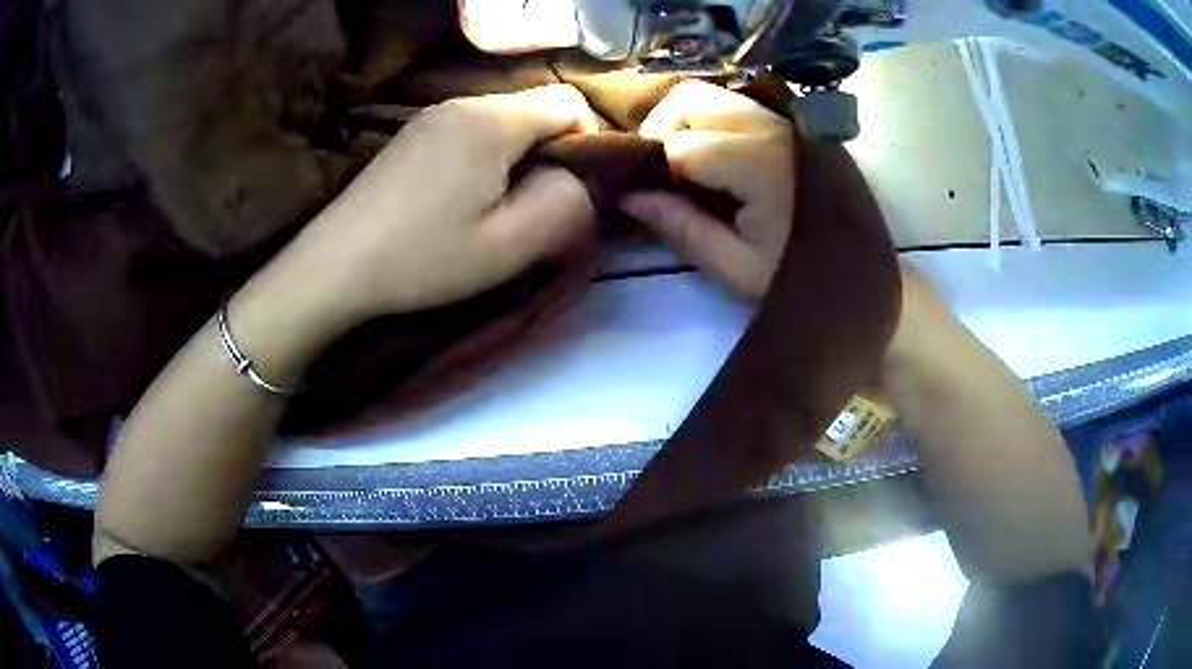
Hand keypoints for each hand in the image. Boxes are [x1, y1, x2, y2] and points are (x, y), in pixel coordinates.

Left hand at [272, 84, 600, 325]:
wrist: (335, 266)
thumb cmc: (423, 259)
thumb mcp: (508, 246)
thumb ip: (565, 205)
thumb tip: (580, 179)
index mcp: (492, 121)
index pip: (569, 103)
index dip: (587, 143)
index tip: (568, 190)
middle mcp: (462, 102)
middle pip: (534, 109)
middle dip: (548, 153)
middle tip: (529, 208)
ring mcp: (431, 115)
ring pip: (502, 121)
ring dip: (514, 158)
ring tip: (492, 207)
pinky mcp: (412, 134)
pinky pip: (470, 131)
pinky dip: (483, 158)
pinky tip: (457, 198)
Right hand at [620, 80, 794, 298]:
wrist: (859, 274)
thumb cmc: (798, 277)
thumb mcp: (734, 265)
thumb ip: (680, 226)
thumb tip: (627, 197)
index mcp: (756, 162)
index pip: (679, 146)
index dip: (658, 171)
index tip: (660, 201)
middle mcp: (768, 126)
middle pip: (689, 98)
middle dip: (662, 128)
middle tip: (664, 172)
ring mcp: (783, 119)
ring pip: (711, 93)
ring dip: (685, 120)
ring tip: (688, 165)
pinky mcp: (791, 124)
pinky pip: (735, 104)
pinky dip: (711, 120)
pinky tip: (717, 157)